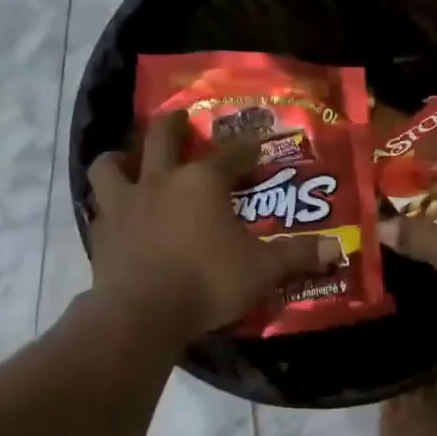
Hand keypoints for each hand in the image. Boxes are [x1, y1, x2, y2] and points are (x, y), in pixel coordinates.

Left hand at [87, 111, 341, 339]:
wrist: (141, 314)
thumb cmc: (208, 281)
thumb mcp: (262, 270)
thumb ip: (297, 256)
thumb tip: (337, 249)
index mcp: (202, 182)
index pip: (230, 155)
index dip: (246, 149)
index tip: (257, 147)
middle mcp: (160, 181)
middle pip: (161, 137)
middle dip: (174, 125)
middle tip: (181, 121)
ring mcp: (124, 204)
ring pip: (110, 164)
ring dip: (120, 158)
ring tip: (130, 162)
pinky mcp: (100, 233)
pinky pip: (98, 208)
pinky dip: (107, 206)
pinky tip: (116, 216)